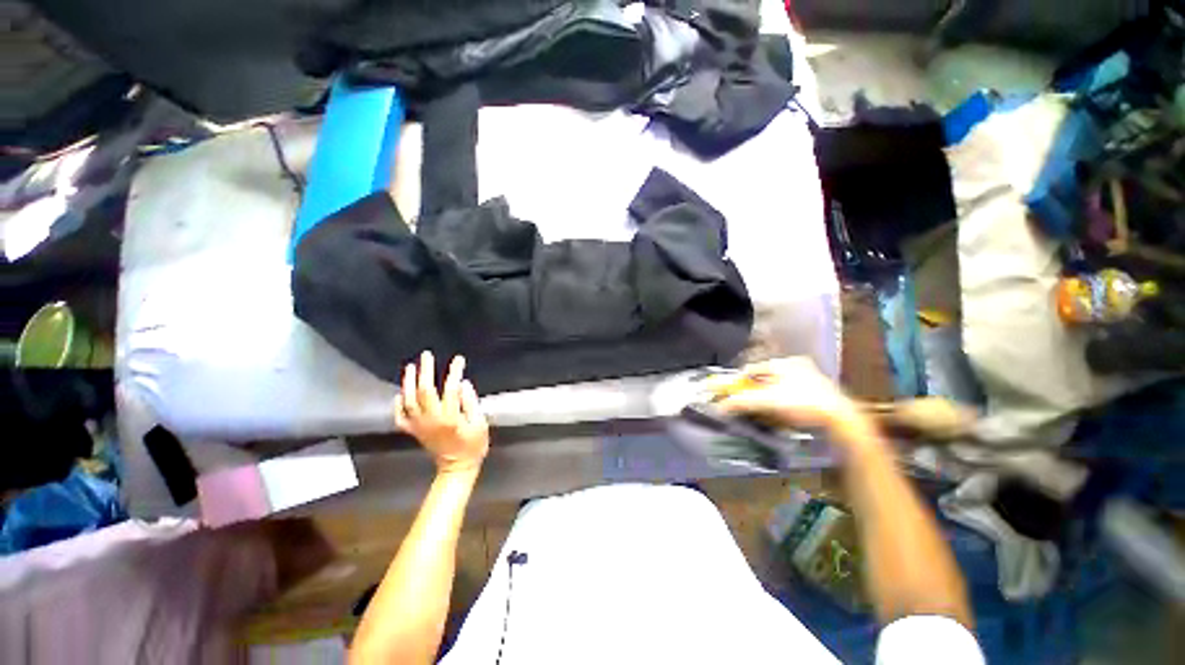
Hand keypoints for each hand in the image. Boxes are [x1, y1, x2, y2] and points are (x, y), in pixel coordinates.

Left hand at [395, 352, 488, 474]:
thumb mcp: (480, 424)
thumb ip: (471, 403)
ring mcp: (419, 426)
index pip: (451, 389)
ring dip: (408, 383)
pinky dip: (398, 404)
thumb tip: (463, 384)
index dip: (454, 372)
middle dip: (426, 371)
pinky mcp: (413, 432)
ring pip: (409, 400)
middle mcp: (431, 419)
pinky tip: (399, 393)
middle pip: (424, 391)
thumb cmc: (473, 445)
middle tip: (427, 355)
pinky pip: (400, 416)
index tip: (459, 360)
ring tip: (410, 367)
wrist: (457, 468)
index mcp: (451, 417)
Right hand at [713, 357, 857, 431]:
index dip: (740, 382)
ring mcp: (811, 379)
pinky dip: (784, 403)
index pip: (752, 369)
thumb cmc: (802, 403)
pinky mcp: (820, 393)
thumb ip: (739, 401)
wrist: (841, 421)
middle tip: (750, 404)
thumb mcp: (766, 401)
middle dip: (755, 390)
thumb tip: (719, 406)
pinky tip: (783, 415)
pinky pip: (793, 395)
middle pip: (765, 378)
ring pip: (780, 387)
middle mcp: (798, 366)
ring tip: (765, 411)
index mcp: (784, 362)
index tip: (734, 394)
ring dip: (769, 398)